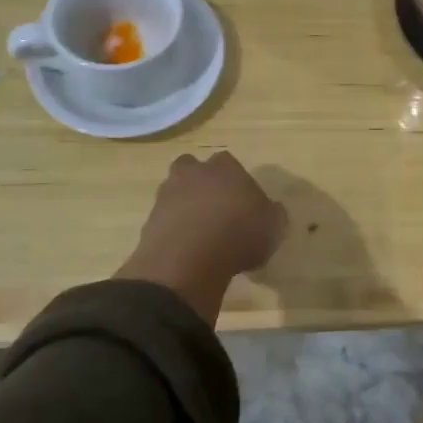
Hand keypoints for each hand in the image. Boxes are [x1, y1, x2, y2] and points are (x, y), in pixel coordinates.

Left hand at [115, 151, 286, 321]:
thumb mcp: (273, 227)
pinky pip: (164, 219)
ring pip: (175, 192)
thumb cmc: (239, 235)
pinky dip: (173, 230)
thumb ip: (273, 214)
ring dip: (184, 206)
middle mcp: (193, 173)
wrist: (189, 259)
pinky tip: (184, 249)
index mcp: (225, 167)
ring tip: (198, 233)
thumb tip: (272, 210)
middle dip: (201, 184)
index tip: (242, 202)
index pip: (229, 163)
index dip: (235, 181)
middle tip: (215, 209)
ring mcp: (167, 194)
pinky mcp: (149, 220)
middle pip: (194, 169)